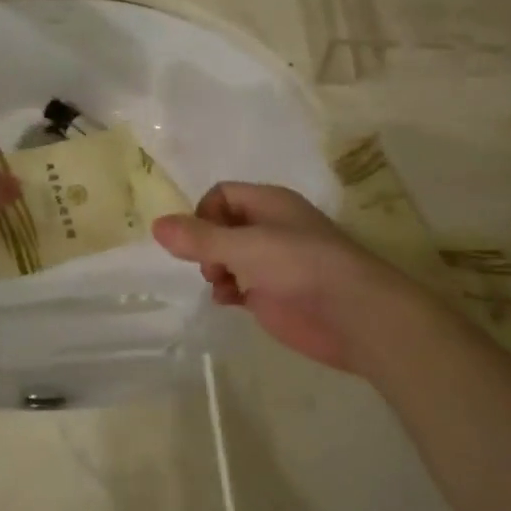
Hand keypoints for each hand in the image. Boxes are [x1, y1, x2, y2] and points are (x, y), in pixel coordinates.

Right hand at [152, 182, 413, 374]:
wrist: (354, 315)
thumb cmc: (300, 266)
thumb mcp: (244, 246)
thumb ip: (199, 238)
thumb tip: (156, 225)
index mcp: (269, 203)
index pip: (221, 195)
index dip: (203, 214)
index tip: (199, 241)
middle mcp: (270, 228)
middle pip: (222, 226)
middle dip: (206, 244)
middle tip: (211, 265)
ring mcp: (272, 263)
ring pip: (228, 257)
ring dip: (214, 269)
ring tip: (219, 284)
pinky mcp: (274, 294)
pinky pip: (239, 284)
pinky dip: (227, 290)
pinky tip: (228, 301)